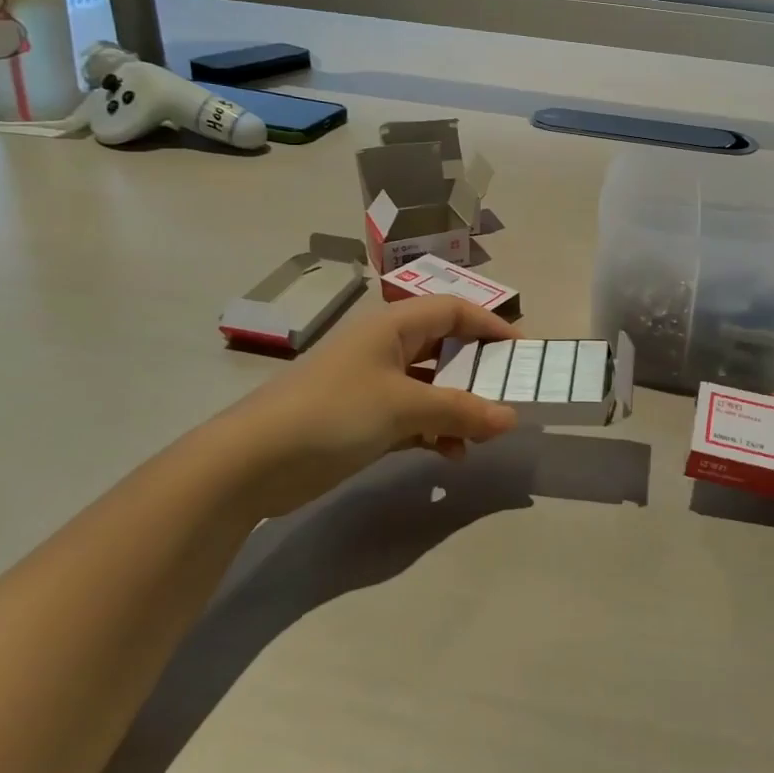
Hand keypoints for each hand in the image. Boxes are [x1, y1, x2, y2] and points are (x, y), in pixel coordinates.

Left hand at [202, 296, 521, 516]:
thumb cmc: (333, 412)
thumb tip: (511, 417)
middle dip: (478, 372)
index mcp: (393, 326)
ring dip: (458, 408)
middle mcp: (385, 348)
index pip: (454, 310)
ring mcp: (373, 384)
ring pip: (431, 386)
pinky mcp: (362, 419)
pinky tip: (450, 456)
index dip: (491, 325)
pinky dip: (434, 431)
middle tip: (509, 396)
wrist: (251, 462)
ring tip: (482, 436)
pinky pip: (413, 416)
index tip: (522, 354)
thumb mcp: (404, 407)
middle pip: (445, 348)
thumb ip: (461, 411)